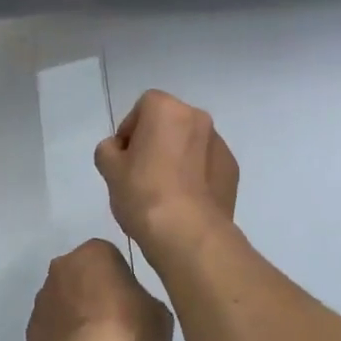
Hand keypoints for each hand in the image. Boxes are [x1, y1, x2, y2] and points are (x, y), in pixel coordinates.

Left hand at [25, 239, 174, 340]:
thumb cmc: (130, 328)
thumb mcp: (160, 313)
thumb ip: (146, 304)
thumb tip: (138, 312)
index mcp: (94, 251)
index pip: (111, 258)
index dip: (123, 282)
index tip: (133, 304)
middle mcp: (61, 267)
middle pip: (83, 279)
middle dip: (96, 298)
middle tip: (118, 326)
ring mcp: (42, 300)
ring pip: (65, 306)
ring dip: (79, 321)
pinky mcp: (30, 332)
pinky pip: (54, 333)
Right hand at [94, 90, 239, 257]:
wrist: (188, 232)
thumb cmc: (143, 193)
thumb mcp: (110, 169)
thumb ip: (109, 149)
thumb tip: (119, 150)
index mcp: (167, 109)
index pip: (143, 108)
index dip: (129, 131)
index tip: (123, 157)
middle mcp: (198, 118)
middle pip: (169, 123)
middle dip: (155, 141)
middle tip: (141, 173)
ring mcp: (220, 144)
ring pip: (191, 144)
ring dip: (178, 157)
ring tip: (164, 190)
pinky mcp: (232, 170)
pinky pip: (207, 165)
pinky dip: (196, 175)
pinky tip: (184, 201)